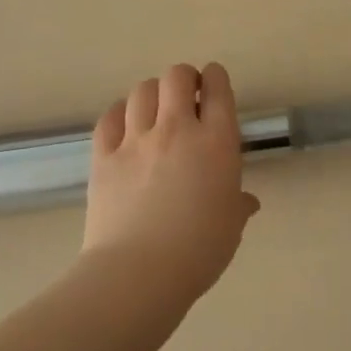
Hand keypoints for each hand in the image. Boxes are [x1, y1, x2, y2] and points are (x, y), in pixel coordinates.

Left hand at [81, 62, 260, 300]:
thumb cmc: (198, 251)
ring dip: (153, 94)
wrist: (138, 272)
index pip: (218, 89)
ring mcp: (136, 140)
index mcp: (216, 142)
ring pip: (142, 91)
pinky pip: (110, 117)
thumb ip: (238, 205)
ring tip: (155, 110)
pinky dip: (120, 113)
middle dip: (184, 78)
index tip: (214, 83)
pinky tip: (125, 125)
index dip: (216, 78)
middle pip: (177, 77)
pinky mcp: (103, 156)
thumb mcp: (230, 226)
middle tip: (187, 95)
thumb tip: (246, 201)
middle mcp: (176, 129)